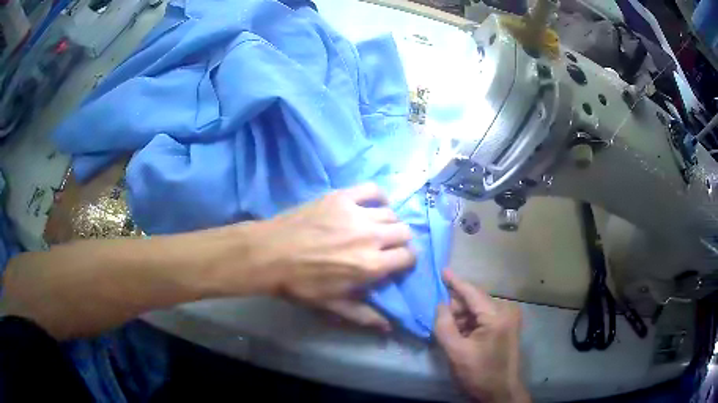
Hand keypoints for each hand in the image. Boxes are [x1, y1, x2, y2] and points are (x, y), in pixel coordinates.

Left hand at [255, 183, 414, 330]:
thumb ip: (363, 315)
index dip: (406, 261)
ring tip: (376, 228)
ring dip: (388, 222)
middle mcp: (370, 237)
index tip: (397, 262)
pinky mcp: (341, 197)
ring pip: (391, 212)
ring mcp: (356, 213)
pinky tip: (372, 204)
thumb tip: (388, 327)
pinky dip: (378, 196)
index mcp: (370, 265)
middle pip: (404, 232)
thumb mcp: (331, 305)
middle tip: (386, 246)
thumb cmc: (300, 284)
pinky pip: (372, 189)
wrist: (269, 254)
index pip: (408, 257)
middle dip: (400, 241)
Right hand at [435, 271, 529, 402]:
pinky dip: (470, 323)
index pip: (472, 293)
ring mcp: (509, 319)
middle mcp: (506, 311)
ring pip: (479, 309)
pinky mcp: (507, 327)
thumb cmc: (479, 373)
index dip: (455, 282)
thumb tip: (439, 305)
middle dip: (456, 306)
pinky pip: (484, 318)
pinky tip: (459, 333)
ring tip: (447, 328)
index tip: (442, 270)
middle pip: (475, 300)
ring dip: (462, 317)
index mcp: (496, 316)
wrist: (500, 392)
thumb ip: (444, 326)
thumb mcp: (456, 352)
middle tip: (437, 315)